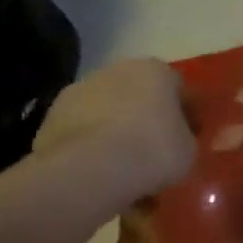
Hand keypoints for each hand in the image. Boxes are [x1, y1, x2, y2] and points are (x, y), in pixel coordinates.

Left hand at [32, 58, 196, 213]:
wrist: (91, 169)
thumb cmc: (154, 151)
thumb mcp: (190, 150)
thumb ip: (186, 138)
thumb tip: (179, 140)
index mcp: (156, 71)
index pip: (179, 87)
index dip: (186, 113)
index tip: (191, 136)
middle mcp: (116, 70)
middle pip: (139, 94)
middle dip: (147, 118)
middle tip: (157, 150)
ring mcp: (79, 90)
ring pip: (107, 111)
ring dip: (116, 131)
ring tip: (126, 167)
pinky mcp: (52, 116)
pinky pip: (84, 131)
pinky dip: (92, 146)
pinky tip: (101, 172)